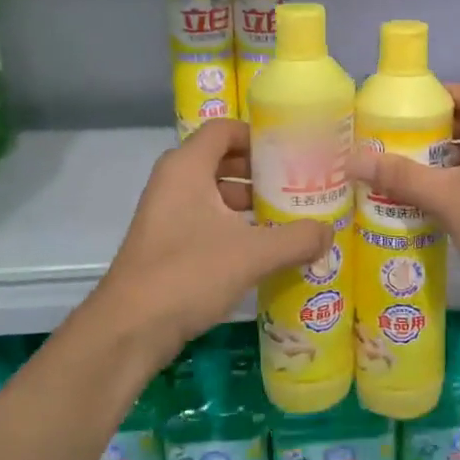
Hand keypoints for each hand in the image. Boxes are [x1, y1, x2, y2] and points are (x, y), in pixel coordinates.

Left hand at [84, 120, 331, 367]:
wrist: (130, 330)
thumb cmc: (189, 274)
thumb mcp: (253, 254)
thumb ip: (297, 238)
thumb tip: (329, 232)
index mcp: (187, 168)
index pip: (224, 129)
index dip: (258, 135)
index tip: (292, 151)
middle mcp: (173, 183)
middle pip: (222, 160)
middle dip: (261, 171)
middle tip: (299, 183)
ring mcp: (167, 214)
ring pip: (215, 194)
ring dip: (250, 202)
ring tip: (289, 216)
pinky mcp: (167, 244)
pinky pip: (207, 221)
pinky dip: (235, 226)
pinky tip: (264, 248)